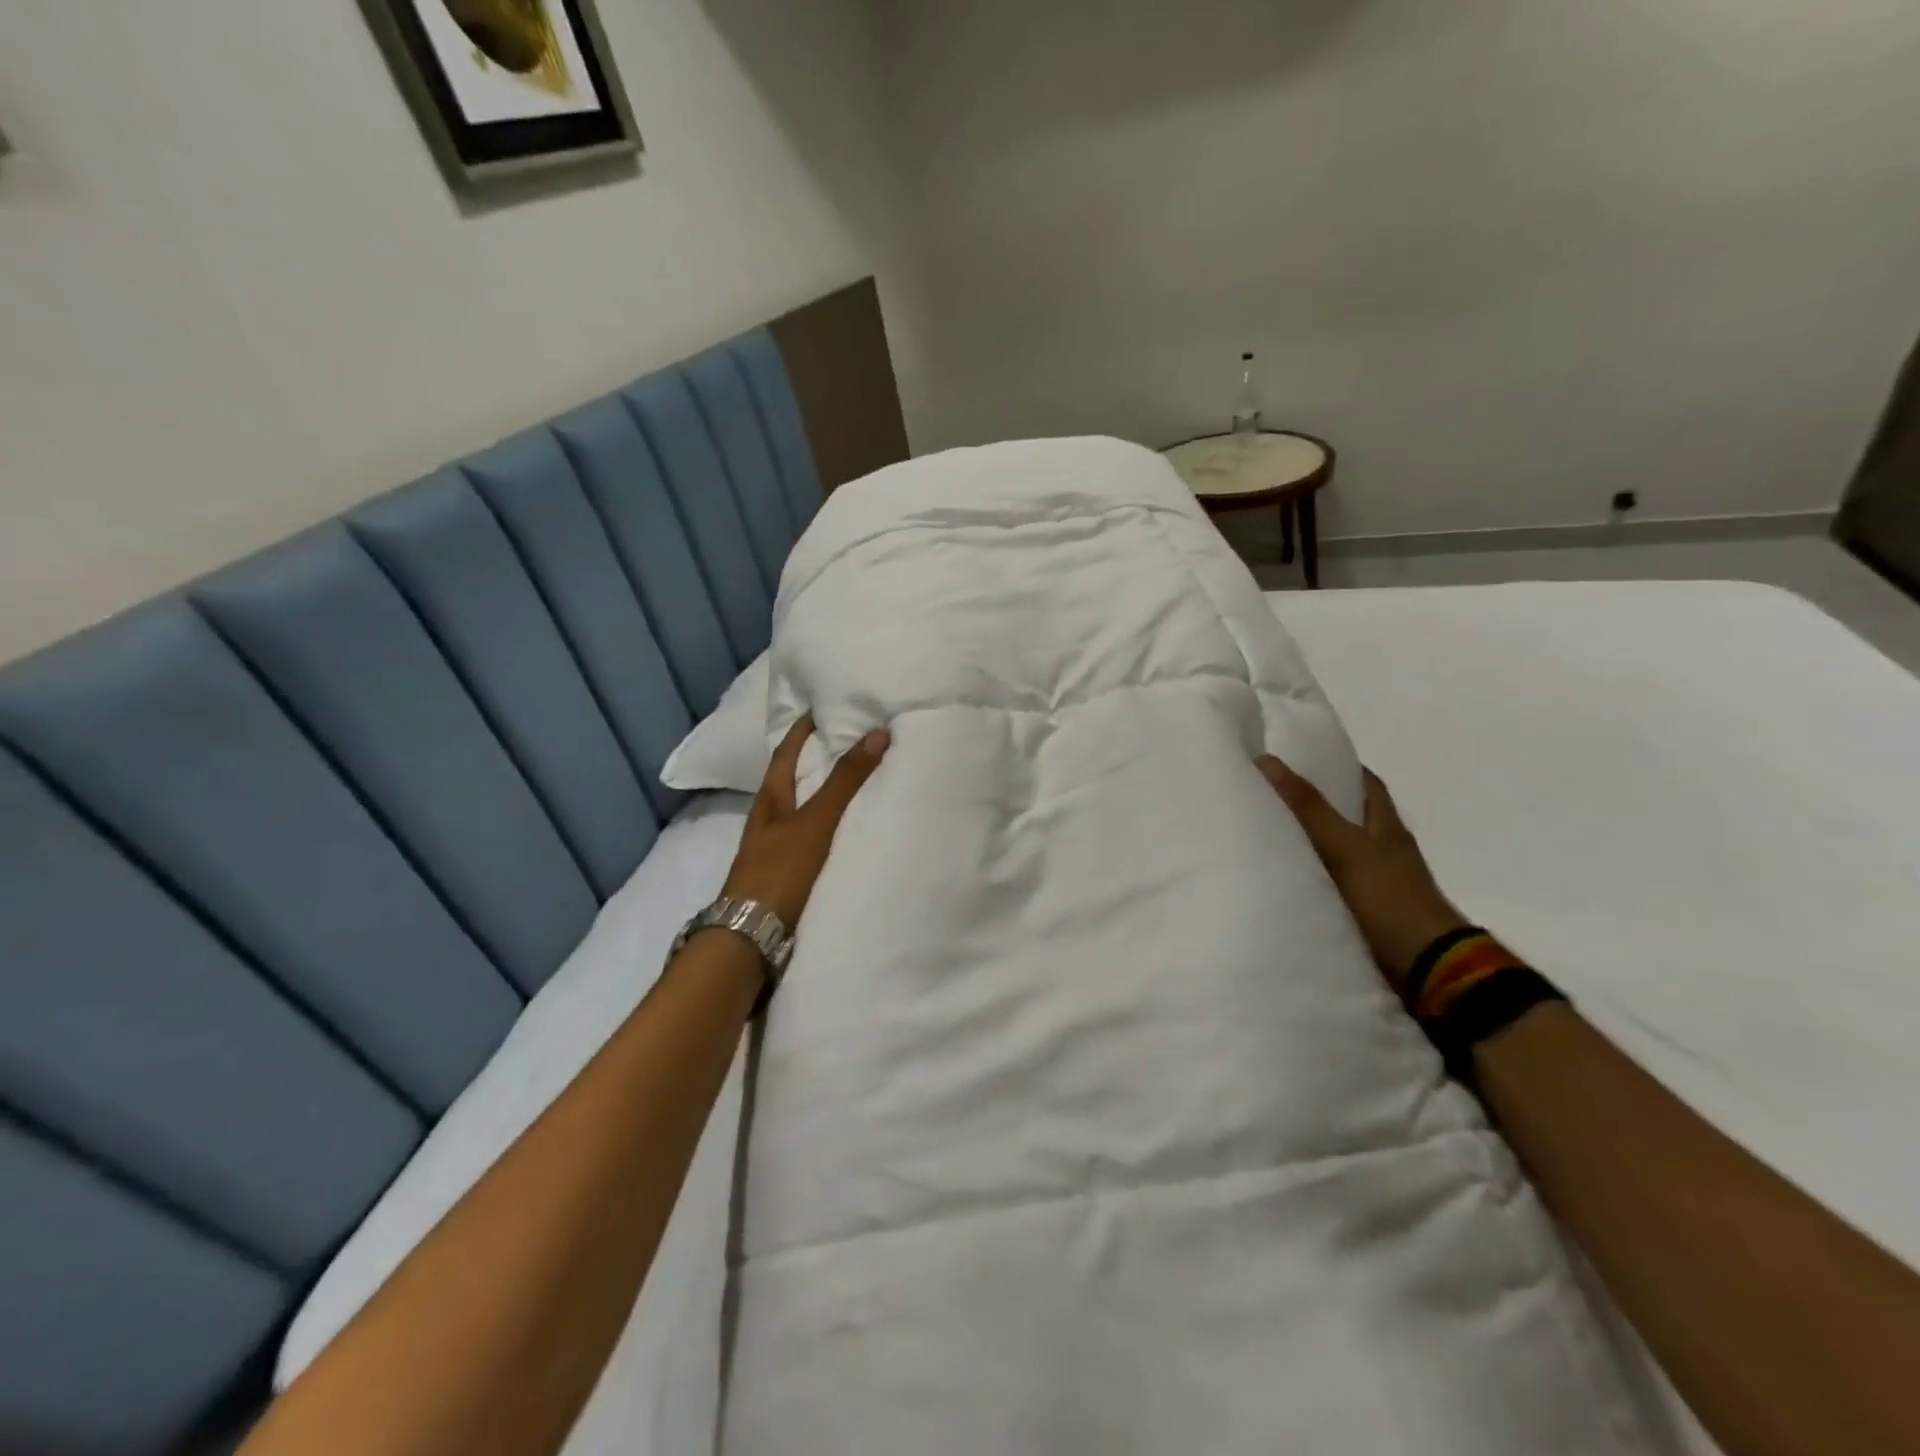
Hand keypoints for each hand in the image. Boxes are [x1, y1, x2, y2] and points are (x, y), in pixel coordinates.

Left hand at [721, 715, 889, 928]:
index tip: (822, 709)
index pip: (785, 754)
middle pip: (794, 783)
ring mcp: (777, 853)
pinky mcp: (789, 879)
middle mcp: (770, 823)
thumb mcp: (815, 821)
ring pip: (805, 814)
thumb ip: (845, 781)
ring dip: (828, 799)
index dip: (801, 731)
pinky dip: (834, 832)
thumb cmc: (780, 871)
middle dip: (817, 763)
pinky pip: (816, 843)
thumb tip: (877, 731)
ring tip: (862, 786)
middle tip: (851, 744)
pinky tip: (854, 836)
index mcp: (769, 802)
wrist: (753, 940)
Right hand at [1257, 756, 1467, 990]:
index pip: (1364, 782)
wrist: (1426, 968)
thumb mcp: (1344, 846)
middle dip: (1317, 804)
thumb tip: (1267, 760)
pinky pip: (1333, 882)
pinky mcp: (1368, 911)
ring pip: (1341, 850)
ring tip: (1268, 831)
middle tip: (1272, 794)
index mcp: (1386, 825)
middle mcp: (1385, 848)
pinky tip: (1287, 876)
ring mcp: (1379, 882)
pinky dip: (1313, 875)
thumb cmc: (1388, 897)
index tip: (1298, 758)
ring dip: (1312, 842)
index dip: (1336, 766)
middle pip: (1351, 815)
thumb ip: (1307, 807)